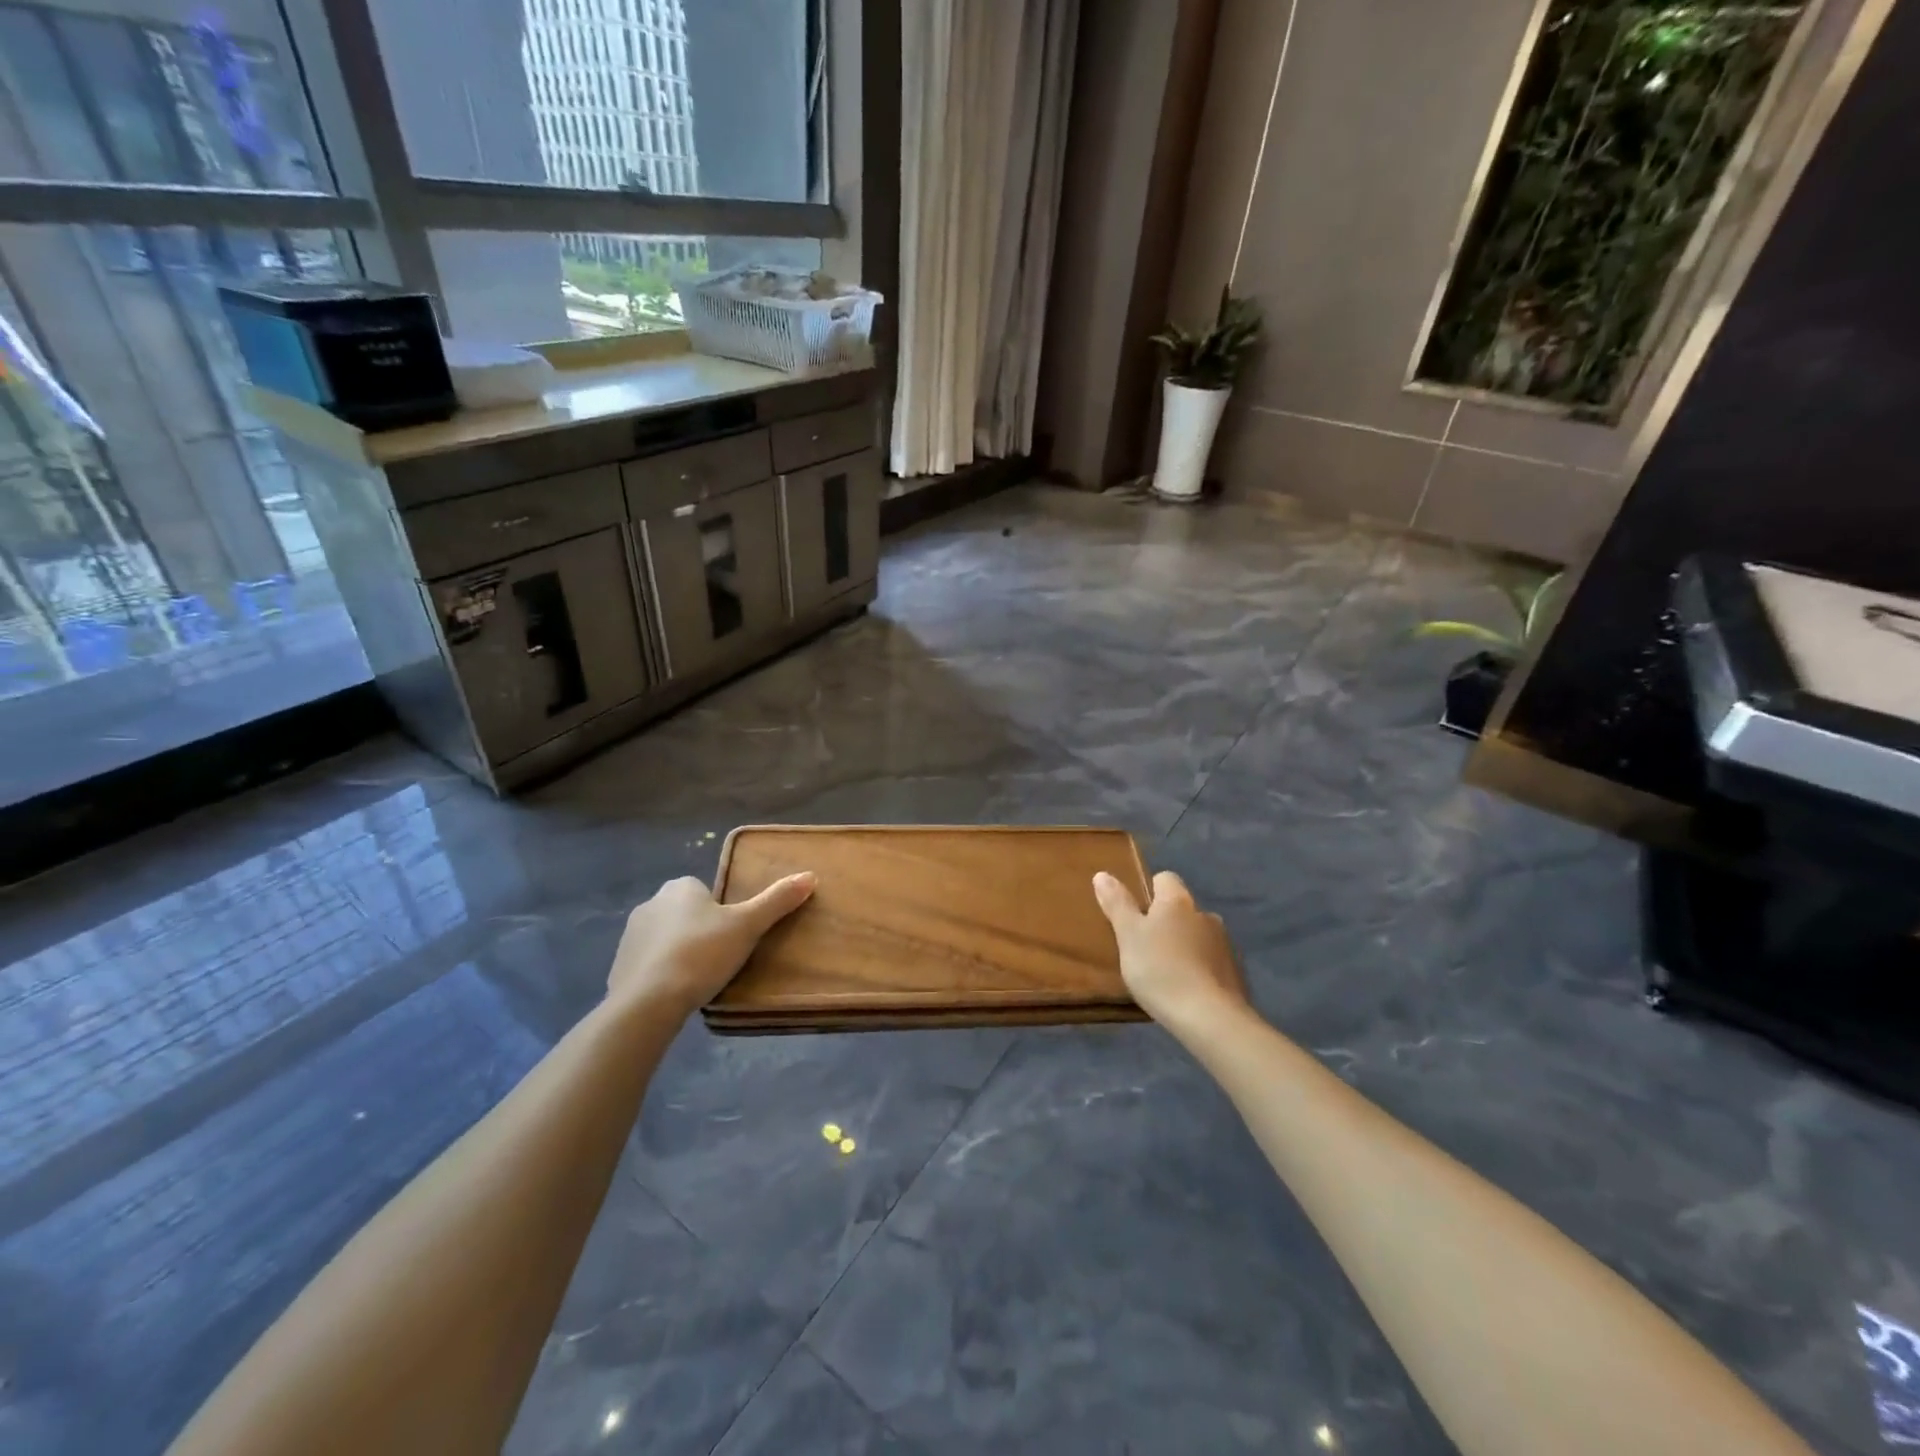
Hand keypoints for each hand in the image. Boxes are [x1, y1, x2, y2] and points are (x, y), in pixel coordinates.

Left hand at [607, 873, 815, 1018]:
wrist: (647, 1002)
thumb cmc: (701, 954)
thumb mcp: (747, 926)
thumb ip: (777, 901)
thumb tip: (810, 875)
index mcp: (680, 887)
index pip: (705, 891)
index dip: (721, 912)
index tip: (732, 935)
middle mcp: (651, 903)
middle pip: (685, 914)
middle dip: (700, 931)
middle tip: (721, 958)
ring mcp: (630, 935)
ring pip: (665, 938)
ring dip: (680, 952)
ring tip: (700, 979)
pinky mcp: (618, 966)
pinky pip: (648, 964)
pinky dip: (661, 974)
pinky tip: (675, 993)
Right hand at [1093, 870, 1247, 1036]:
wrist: (1210, 1018)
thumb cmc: (1160, 969)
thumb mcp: (1128, 936)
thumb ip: (1117, 904)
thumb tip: (1102, 874)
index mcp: (1178, 901)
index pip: (1165, 879)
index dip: (1149, 891)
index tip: (1135, 914)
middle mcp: (1205, 915)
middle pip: (1182, 909)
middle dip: (1167, 922)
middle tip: (1145, 947)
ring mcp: (1225, 944)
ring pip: (1198, 936)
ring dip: (1185, 946)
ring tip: (1167, 973)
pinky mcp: (1236, 972)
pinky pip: (1212, 962)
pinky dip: (1200, 969)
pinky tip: (1188, 990)